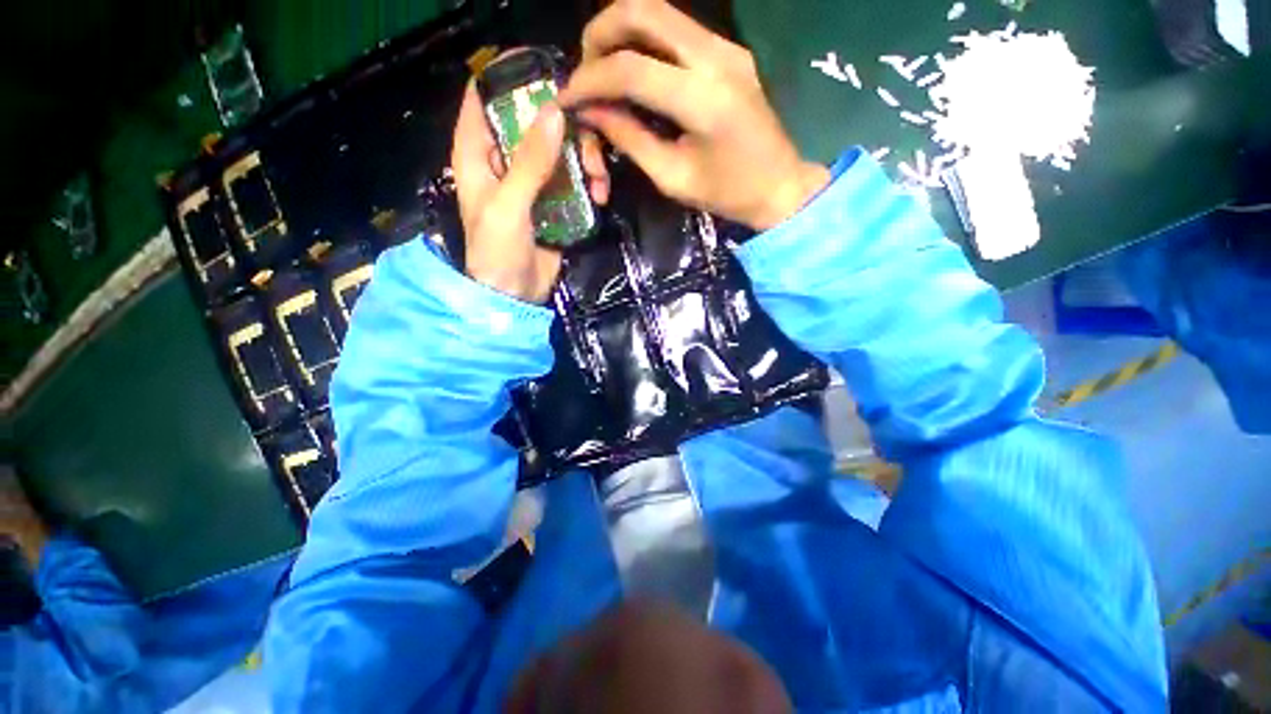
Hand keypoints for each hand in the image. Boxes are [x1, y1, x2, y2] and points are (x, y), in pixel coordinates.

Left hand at [451, 78, 609, 303]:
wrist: (516, 295)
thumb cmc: (498, 252)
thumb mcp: (509, 206)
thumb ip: (529, 162)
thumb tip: (554, 112)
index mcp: (478, 154)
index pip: (483, 97)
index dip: (510, 77)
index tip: (547, 72)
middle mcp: (505, 160)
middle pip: (535, 121)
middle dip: (566, 127)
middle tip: (590, 145)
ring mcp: (533, 181)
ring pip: (562, 149)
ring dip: (586, 159)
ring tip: (599, 182)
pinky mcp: (555, 202)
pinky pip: (576, 178)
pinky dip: (591, 183)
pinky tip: (601, 197)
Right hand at [560, 0, 829, 230]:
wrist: (779, 185)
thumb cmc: (727, 194)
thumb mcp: (672, 178)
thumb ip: (630, 139)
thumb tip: (591, 112)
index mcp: (702, 100)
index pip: (630, 69)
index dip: (590, 80)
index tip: (566, 98)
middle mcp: (715, 57)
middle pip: (642, 9)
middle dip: (599, 34)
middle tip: (584, 71)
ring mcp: (725, 47)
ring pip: (658, 10)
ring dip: (620, 32)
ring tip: (603, 71)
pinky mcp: (728, 50)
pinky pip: (675, 29)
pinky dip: (644, 42)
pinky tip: (633, 72)